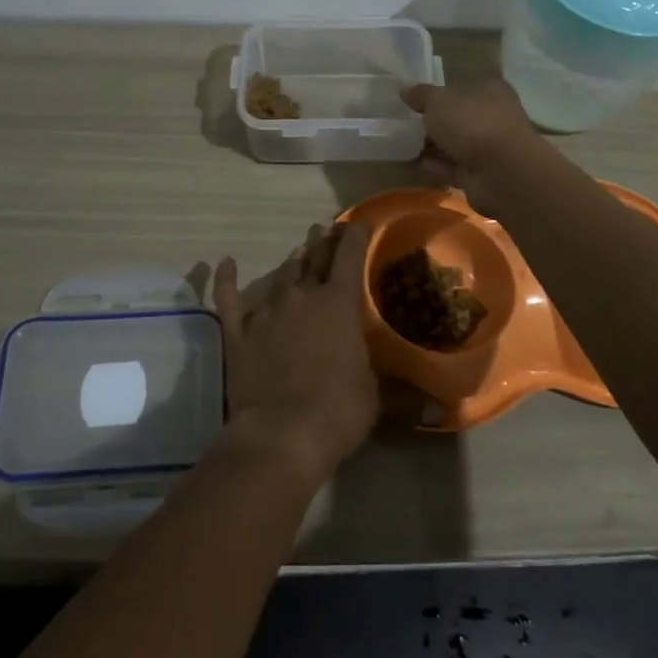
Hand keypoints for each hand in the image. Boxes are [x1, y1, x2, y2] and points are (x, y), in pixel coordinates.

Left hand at [211, 224, 379, 490]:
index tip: (359, 223)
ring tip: (298, 251)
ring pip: (281, 276)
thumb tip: (432, 410)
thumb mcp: (375, 397)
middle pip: (314, 260)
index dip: (356, 236)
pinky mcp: (238, 333)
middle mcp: (303, 297)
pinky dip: (226, 280)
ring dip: (292, 262)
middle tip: (325, 230)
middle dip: (323, 243)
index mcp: (339, 303)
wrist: (280, 434)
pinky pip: (229, 299)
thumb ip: (396, 390)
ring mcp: (267, 312)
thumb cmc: (338, 411)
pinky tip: (225, 263)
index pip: (350, 256)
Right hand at [402, 78, 543, 213]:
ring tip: (403, 145)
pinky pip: (454, 167)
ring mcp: (489, 147)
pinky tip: (416, 165)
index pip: (461, 86)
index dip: (438, 92)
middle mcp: (493, 115)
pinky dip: (437, 166)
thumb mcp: (438, 101)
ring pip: (455, 144)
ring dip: (432, 146)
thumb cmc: (472, 124)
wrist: (502, 173)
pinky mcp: (482, 174)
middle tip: (404, 124)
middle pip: (457, 117)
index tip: (413, 100)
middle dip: (433, 122)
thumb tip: (405, 90)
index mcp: (489, 89)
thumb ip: (421, 95)